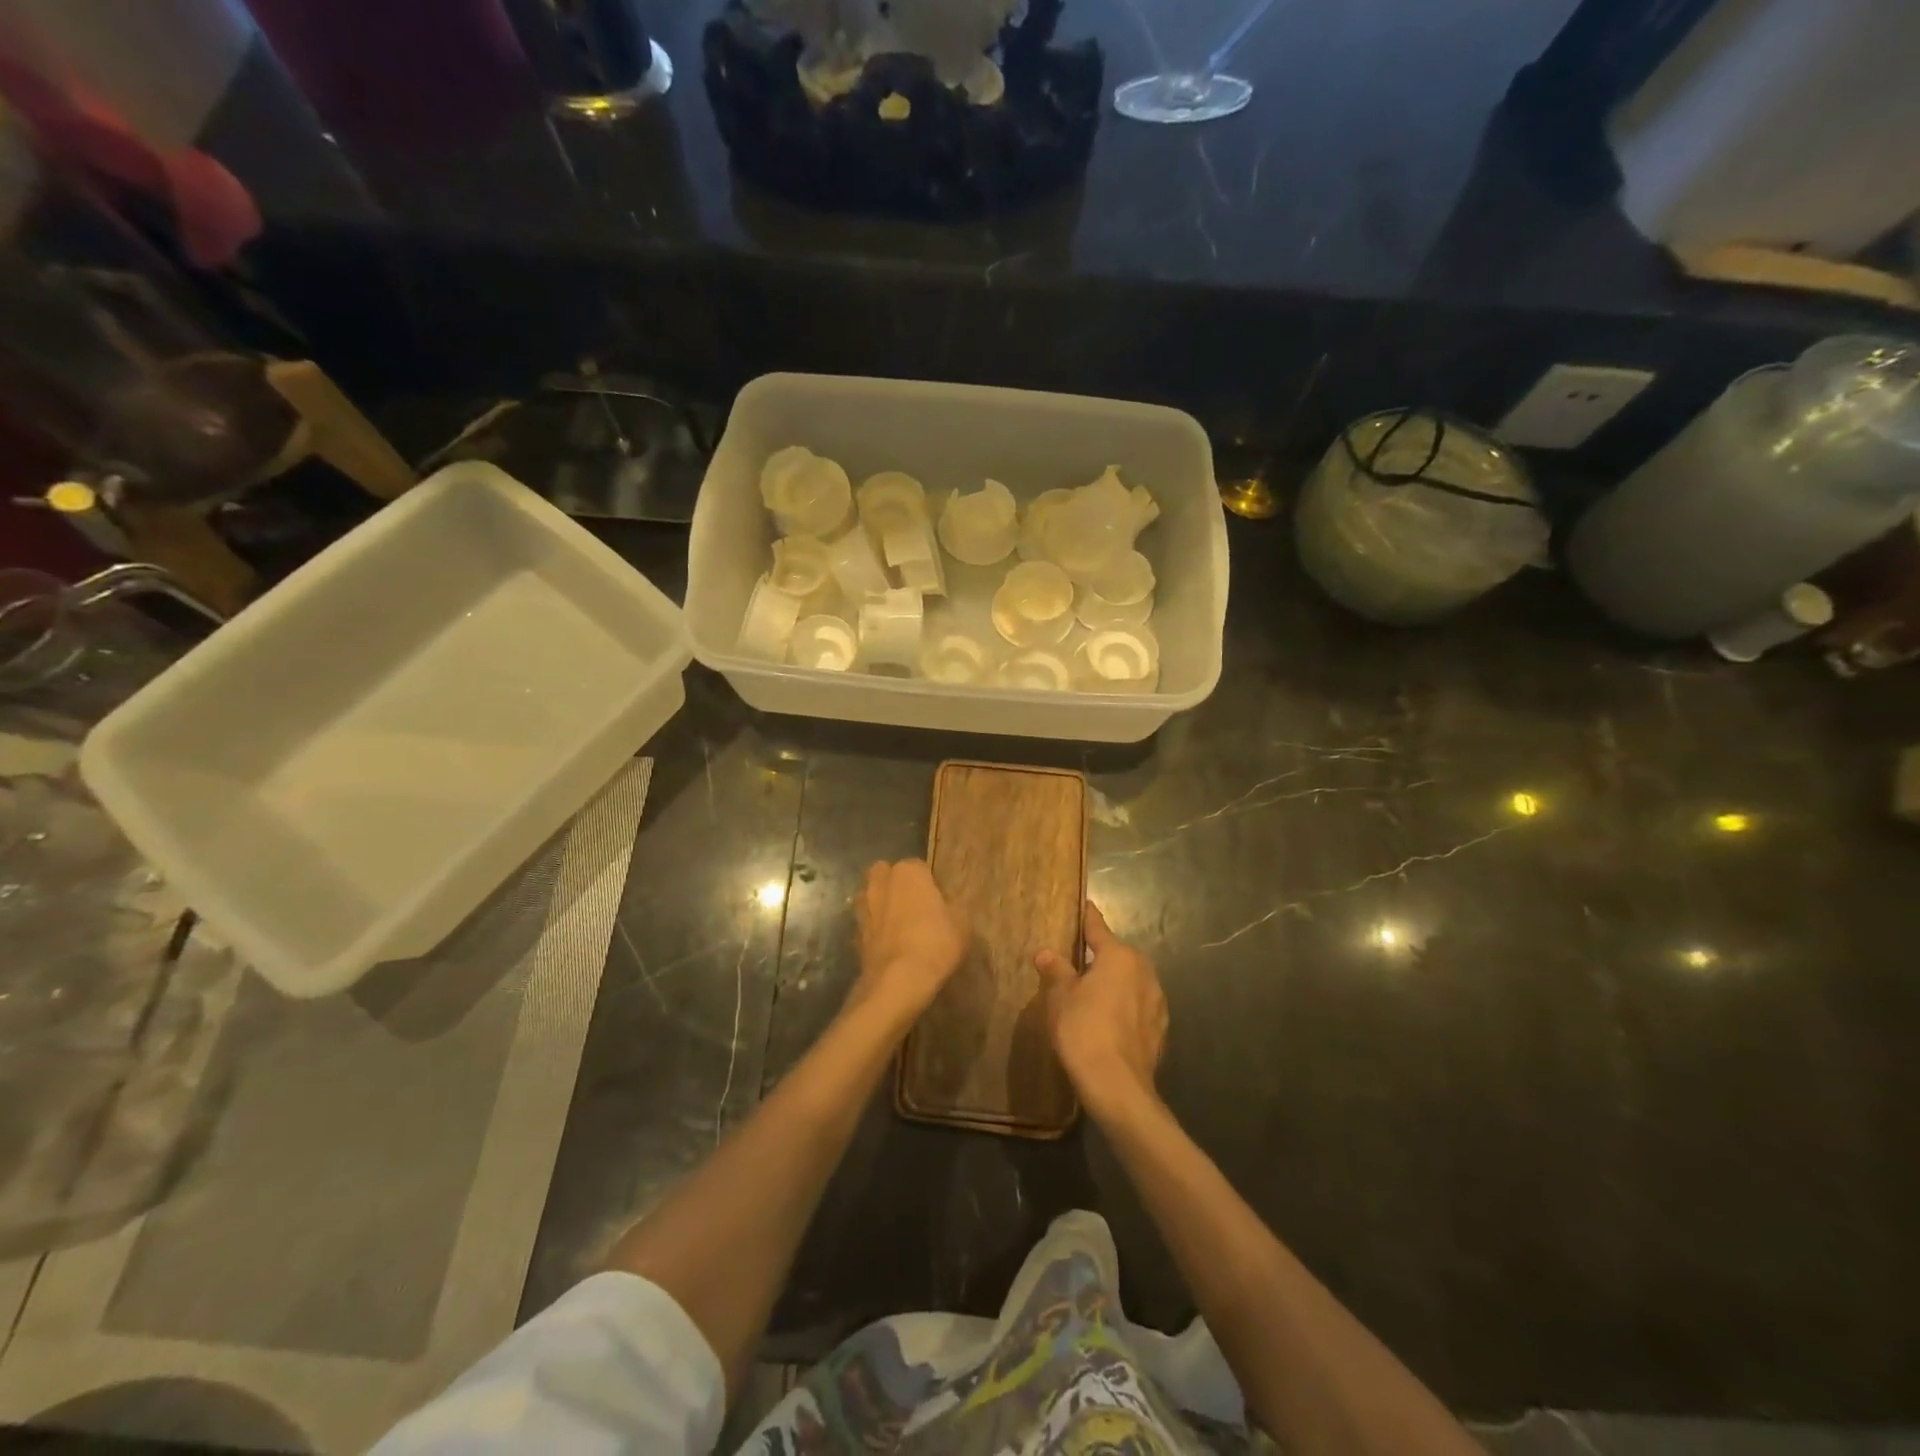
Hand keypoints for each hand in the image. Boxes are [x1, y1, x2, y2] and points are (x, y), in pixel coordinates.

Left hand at [853, 859, 968, 1020]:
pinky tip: (888, 946)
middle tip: (914, 907)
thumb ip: (953, 906)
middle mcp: (880, 882)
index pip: (919, 867)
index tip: (938, 902)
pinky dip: (874, 931)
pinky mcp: (854, 933)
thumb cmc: (935, 942)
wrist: (898, 979)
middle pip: (886, 875)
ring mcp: (863, 907)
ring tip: (898, 927)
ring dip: (881, 906)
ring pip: (871, 897)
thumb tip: (947, 905)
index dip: (929, 884)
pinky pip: (867, 924)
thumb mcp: (962, 923)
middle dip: (896, 886)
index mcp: (908, 872)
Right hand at [1036, 900, 1166, 1116]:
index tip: (1084, 904)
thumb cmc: (1084, 1031)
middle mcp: (1144, 971)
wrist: (1118, 1086)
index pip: (1098, 928)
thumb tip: (1046, 953)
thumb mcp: (1060, 998)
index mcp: (1119, 956)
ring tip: (1091, 994)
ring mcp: (1157, 1001)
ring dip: (1113, 984)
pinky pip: (1137, 1006)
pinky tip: (1108, 1022)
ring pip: (1130, 982)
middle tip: (1076, 962)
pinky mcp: (1160, 1028)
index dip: (1088, 917)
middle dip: (1099, 957)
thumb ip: (1056, 971)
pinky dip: (1123, 1007)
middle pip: (1117, 955)